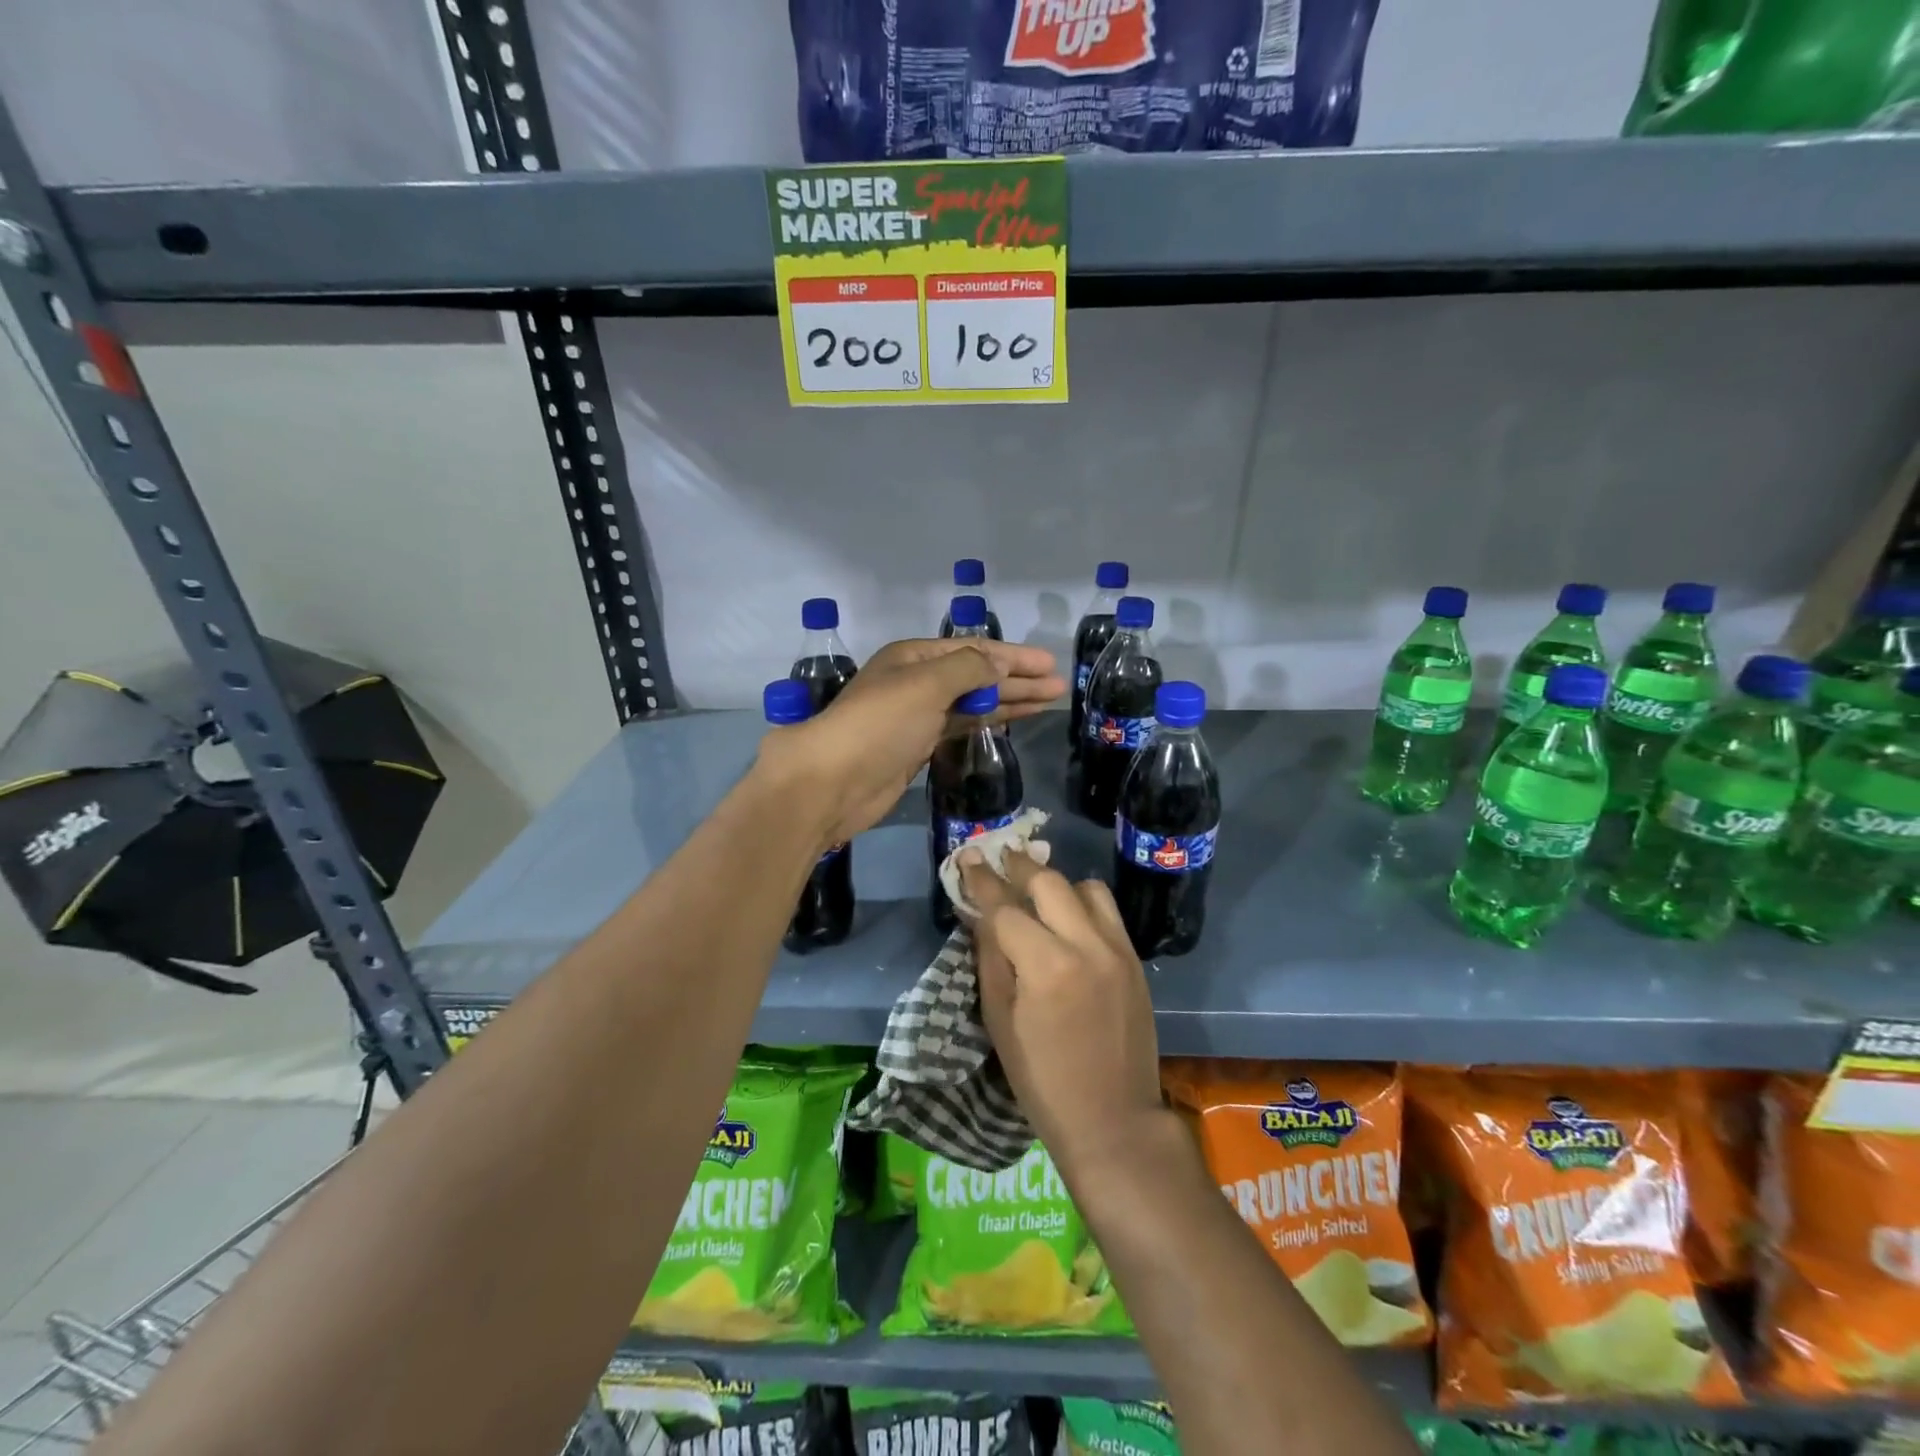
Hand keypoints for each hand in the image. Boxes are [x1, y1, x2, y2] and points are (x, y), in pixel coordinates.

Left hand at [757, 637, 1064, 849]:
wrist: (833, 782)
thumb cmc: (880, 724)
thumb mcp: (926, 685)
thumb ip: (969, 670)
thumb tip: (999, 664)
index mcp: (914, 657)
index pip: (974, 650)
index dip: (1013, 656)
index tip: (1049, 665)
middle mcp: (917, 681)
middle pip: (977, 675)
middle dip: (1018, 679)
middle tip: (1058, 687)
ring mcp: (918, 716)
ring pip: (973, 703)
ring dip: (1009, 700)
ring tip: (1049, 702)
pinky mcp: (919, 747)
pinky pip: (962, 726)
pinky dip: (988, 722)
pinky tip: (1012, 719)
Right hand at [961, 850, 1164, 1184]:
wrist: (1113, 1120)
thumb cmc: (1042, 1080)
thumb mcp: (999, 1021)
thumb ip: (990, 959)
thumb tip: (980, 914)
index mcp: (1045, 966)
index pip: (1005, 907)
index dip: (982, 881)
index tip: (968, 857)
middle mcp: (1085, 945)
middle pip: (1047, 882)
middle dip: (1018, 867)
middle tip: (999, 859)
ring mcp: (1117, 949)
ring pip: (1085, 888)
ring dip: (1056, 882)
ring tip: (1035, 889)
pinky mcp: (1134, 959)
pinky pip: (1108, 911)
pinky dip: (1083, 902)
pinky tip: (1067, 915)